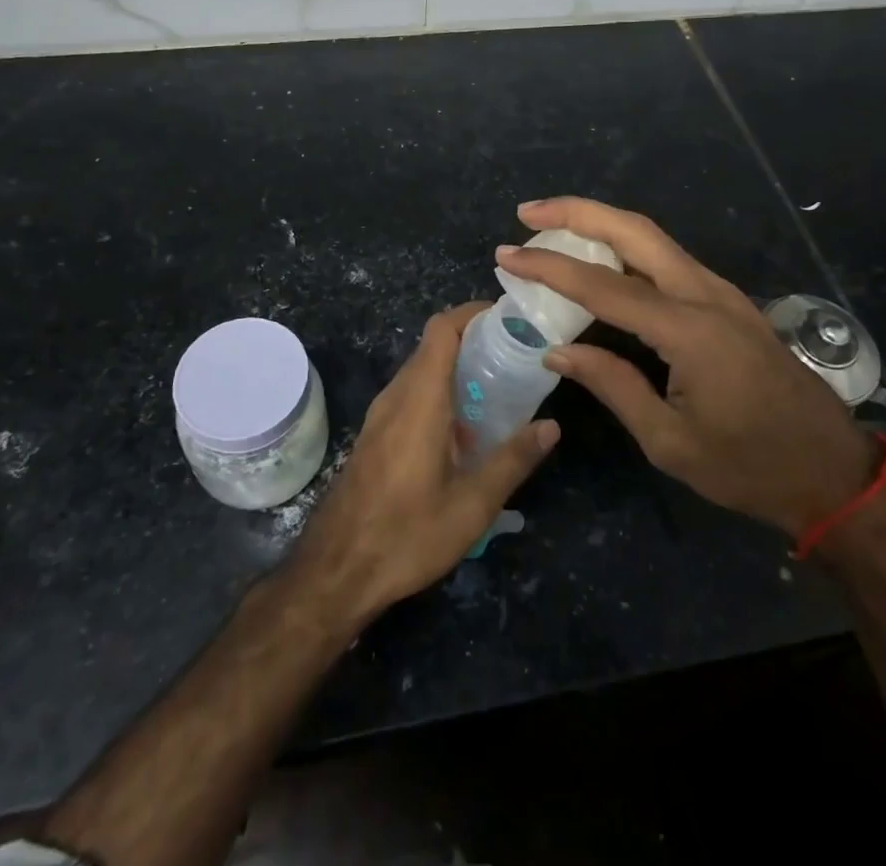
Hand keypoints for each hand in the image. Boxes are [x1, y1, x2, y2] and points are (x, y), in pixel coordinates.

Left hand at [290, 303, 559, 625]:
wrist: (335, 572)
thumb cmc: (406, 534)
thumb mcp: (471, 505)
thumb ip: (513, 460)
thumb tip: (551, 426)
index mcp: (420, 398)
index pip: (442, 328)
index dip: (473, 312)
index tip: (508, 319)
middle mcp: (396, 396)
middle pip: (433, 346)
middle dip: (474, 340)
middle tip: (515, 357)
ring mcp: (380, 416)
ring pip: (421, 371)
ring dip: (457, 369)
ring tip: (498, 391)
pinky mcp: (375, 435)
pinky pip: (411, 396)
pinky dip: (440, 394)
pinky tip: (465, 433)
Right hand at [496, 197, 874, 539]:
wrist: (831, 472)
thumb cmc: (748, 466)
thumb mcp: (669, 441)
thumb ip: (612, 385)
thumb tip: (557, 350)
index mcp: (688, 330)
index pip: (603, 285)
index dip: (549, 268)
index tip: (507, 256)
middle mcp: (705, 295)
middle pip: (634, 230)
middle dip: (578, 212)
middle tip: (528, 213)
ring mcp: (722, 293)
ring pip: (654, 238)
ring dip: (602, 224)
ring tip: (553, 229)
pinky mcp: (728, 302)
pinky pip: (669, 260)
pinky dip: (627, 248)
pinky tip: (602, 262)